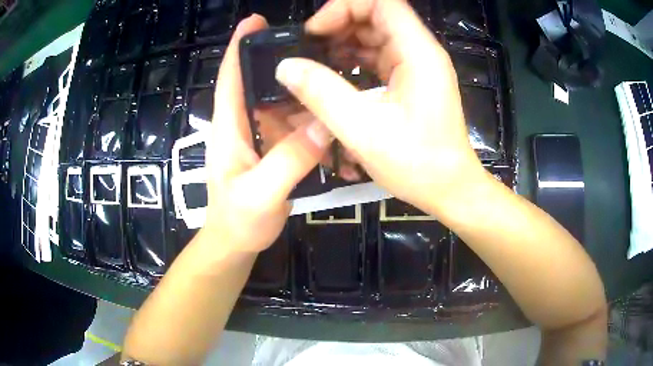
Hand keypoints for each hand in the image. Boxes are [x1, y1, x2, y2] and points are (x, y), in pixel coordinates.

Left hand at [198, 15, 331, 257]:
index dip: (239, 46)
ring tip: (337, 81)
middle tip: (319, 45)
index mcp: (230, 127)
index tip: (256, 20)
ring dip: (308, 93)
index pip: (231, 77)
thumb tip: (325, 124)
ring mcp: (263, 136)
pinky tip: (335, 122)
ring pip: (286, 103)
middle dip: (286, 61)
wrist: (237, 243)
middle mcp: (246, 123)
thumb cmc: (237, 220)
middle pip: (264, 82)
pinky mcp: (277, 149)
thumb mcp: (259, 194)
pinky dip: (315, 122)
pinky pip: (298, 127)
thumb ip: (289, 160)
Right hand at [275, 0, 486, 214]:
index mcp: (417, 52)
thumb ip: (320, 92)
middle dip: (339, 25)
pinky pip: (379, 57)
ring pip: (376, 36)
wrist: (449, 189)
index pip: (381, 2)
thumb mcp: (362, 128)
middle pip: (376, 16)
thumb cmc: (417, 163)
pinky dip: (354, 60)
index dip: (344, 7)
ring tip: (315, 64)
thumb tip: (285, 66)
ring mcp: (417, 66)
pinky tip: (335, 77)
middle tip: (308, 49)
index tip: (316, 31)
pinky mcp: (412, 81)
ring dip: (344, 44)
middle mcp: (420, 51)